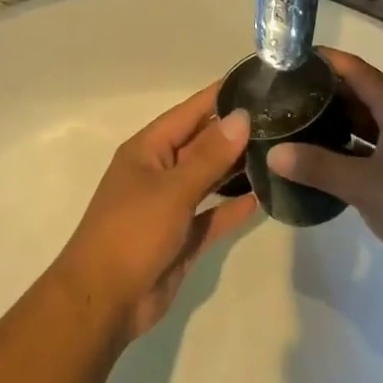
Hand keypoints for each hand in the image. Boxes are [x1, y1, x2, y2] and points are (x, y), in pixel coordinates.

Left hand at [54, 86, 260, 341]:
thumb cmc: (132, 231)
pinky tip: (263, 198)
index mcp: (148, 150)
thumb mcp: (173, 189)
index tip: (255, 81)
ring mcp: (170, 206)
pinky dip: (233, 208)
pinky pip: (212, 215)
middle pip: (201, 144)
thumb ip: (210, 155)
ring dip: (236, 168)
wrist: (103, 302)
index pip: (189, 112)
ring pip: (209, 178)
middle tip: (280, 118)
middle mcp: (159, 172)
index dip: (219, 96)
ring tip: (277, 151)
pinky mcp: (182, 238)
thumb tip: (241, 116)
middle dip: (234, 132)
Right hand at [266, 50, 382, 272]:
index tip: (287, 57)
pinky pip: (371, 144)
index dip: (323, 60)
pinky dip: (347, 145)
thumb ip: (316, 166)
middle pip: (359, 91)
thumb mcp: (363, 185)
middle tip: (281, 91)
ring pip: (365, 120)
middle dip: (323, 90)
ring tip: (294, 120)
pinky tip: (320, 155)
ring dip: (334, 119)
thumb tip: (272, 153)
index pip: (354, 68)